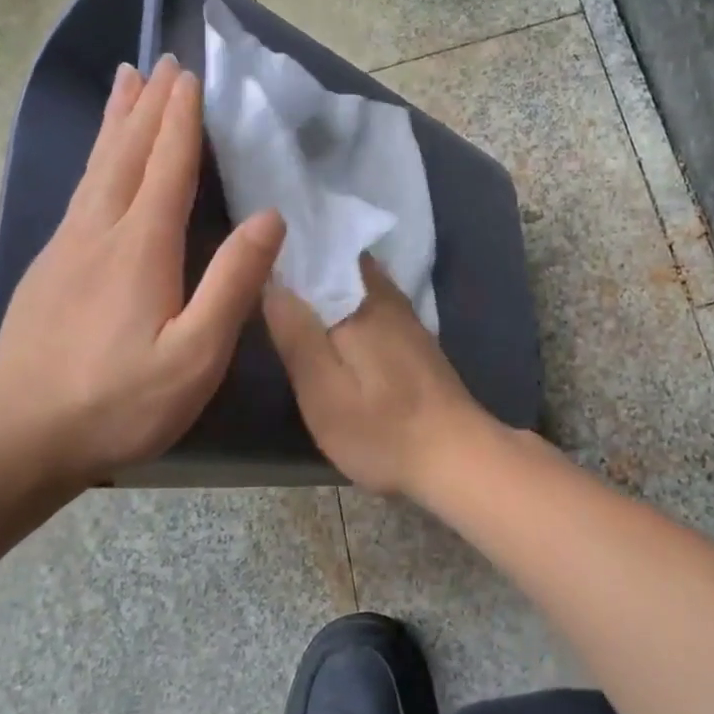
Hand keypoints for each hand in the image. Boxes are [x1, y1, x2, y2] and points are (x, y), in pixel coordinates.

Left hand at [0, 56, 284, 493]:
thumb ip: (233, 283)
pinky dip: (96, 160)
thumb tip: (270, 218)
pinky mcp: (48, 269)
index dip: (181, 120)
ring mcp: (66, 248)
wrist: (22, 438)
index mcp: (141, 247)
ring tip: (126, 83)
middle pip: (125, 154)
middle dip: (148, 106)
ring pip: (96, 168)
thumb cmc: (121, 402)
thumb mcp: (196, 354)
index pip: (167, 166)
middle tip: (160, 61)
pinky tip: (99, 163)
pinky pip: (79, 193)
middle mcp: (99, 232)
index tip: (191, 76)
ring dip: (116, 122)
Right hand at [264, 256, 493, 496]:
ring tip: (292, 300)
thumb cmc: (381, 429)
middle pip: (341, 266)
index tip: (256, 257)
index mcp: (360, 302)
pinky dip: (349, 309)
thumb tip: (270, 282)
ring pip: (358, 286)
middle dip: (308, 267)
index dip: (287, 255)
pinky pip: (373, 307)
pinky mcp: (416, 342)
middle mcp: (386, 298)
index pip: (318, 255)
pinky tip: (333, 329)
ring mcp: (406, 319)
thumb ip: (296, 334)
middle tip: (266, 279)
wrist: (457, 458)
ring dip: (330, 287)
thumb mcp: (323, 391)